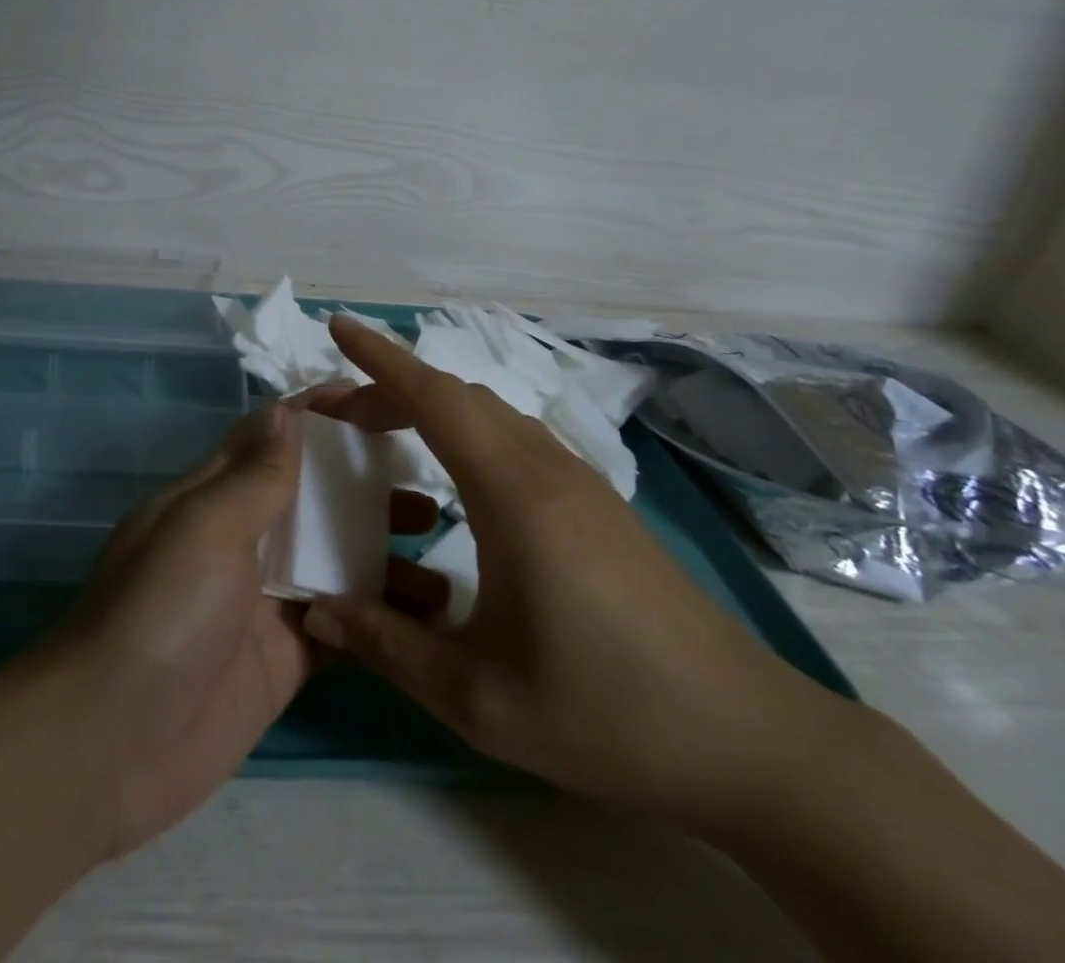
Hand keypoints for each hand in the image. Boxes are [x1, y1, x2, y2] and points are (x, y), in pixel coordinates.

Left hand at [61, 403, 441, 859]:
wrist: (112, 744)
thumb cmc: (161, 611)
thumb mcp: (206, 527)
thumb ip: (255, 474)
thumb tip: (286, 410)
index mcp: (216, 495)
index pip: (272, 437)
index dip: (320, 415)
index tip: (380, 400)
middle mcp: (243, 538)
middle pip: (313, 496)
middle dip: (364, 482)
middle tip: (426, 479)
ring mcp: (266, 599)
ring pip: (335, 557)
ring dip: (382, 547)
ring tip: (438, 541)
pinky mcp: (286, 655)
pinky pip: (343, 622)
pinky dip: (380, 614)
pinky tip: (429, 611)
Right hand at [299, 315, 858, 831]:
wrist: (748, 737)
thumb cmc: (607, 713)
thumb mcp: (479, 697)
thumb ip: (388, 647)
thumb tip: (316, 610)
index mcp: (514, 495)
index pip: (434, 398)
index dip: (380, 357)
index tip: (338, 328)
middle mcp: (546, 468)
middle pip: (456, 397)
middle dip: (389, 389)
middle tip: (337, 413)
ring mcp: (578, 481)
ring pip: (490, 414)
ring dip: (430, 408)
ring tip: (383, 436)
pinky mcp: (597, 502)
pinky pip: (515, 439)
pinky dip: (465, 432)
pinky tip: (452, 482)